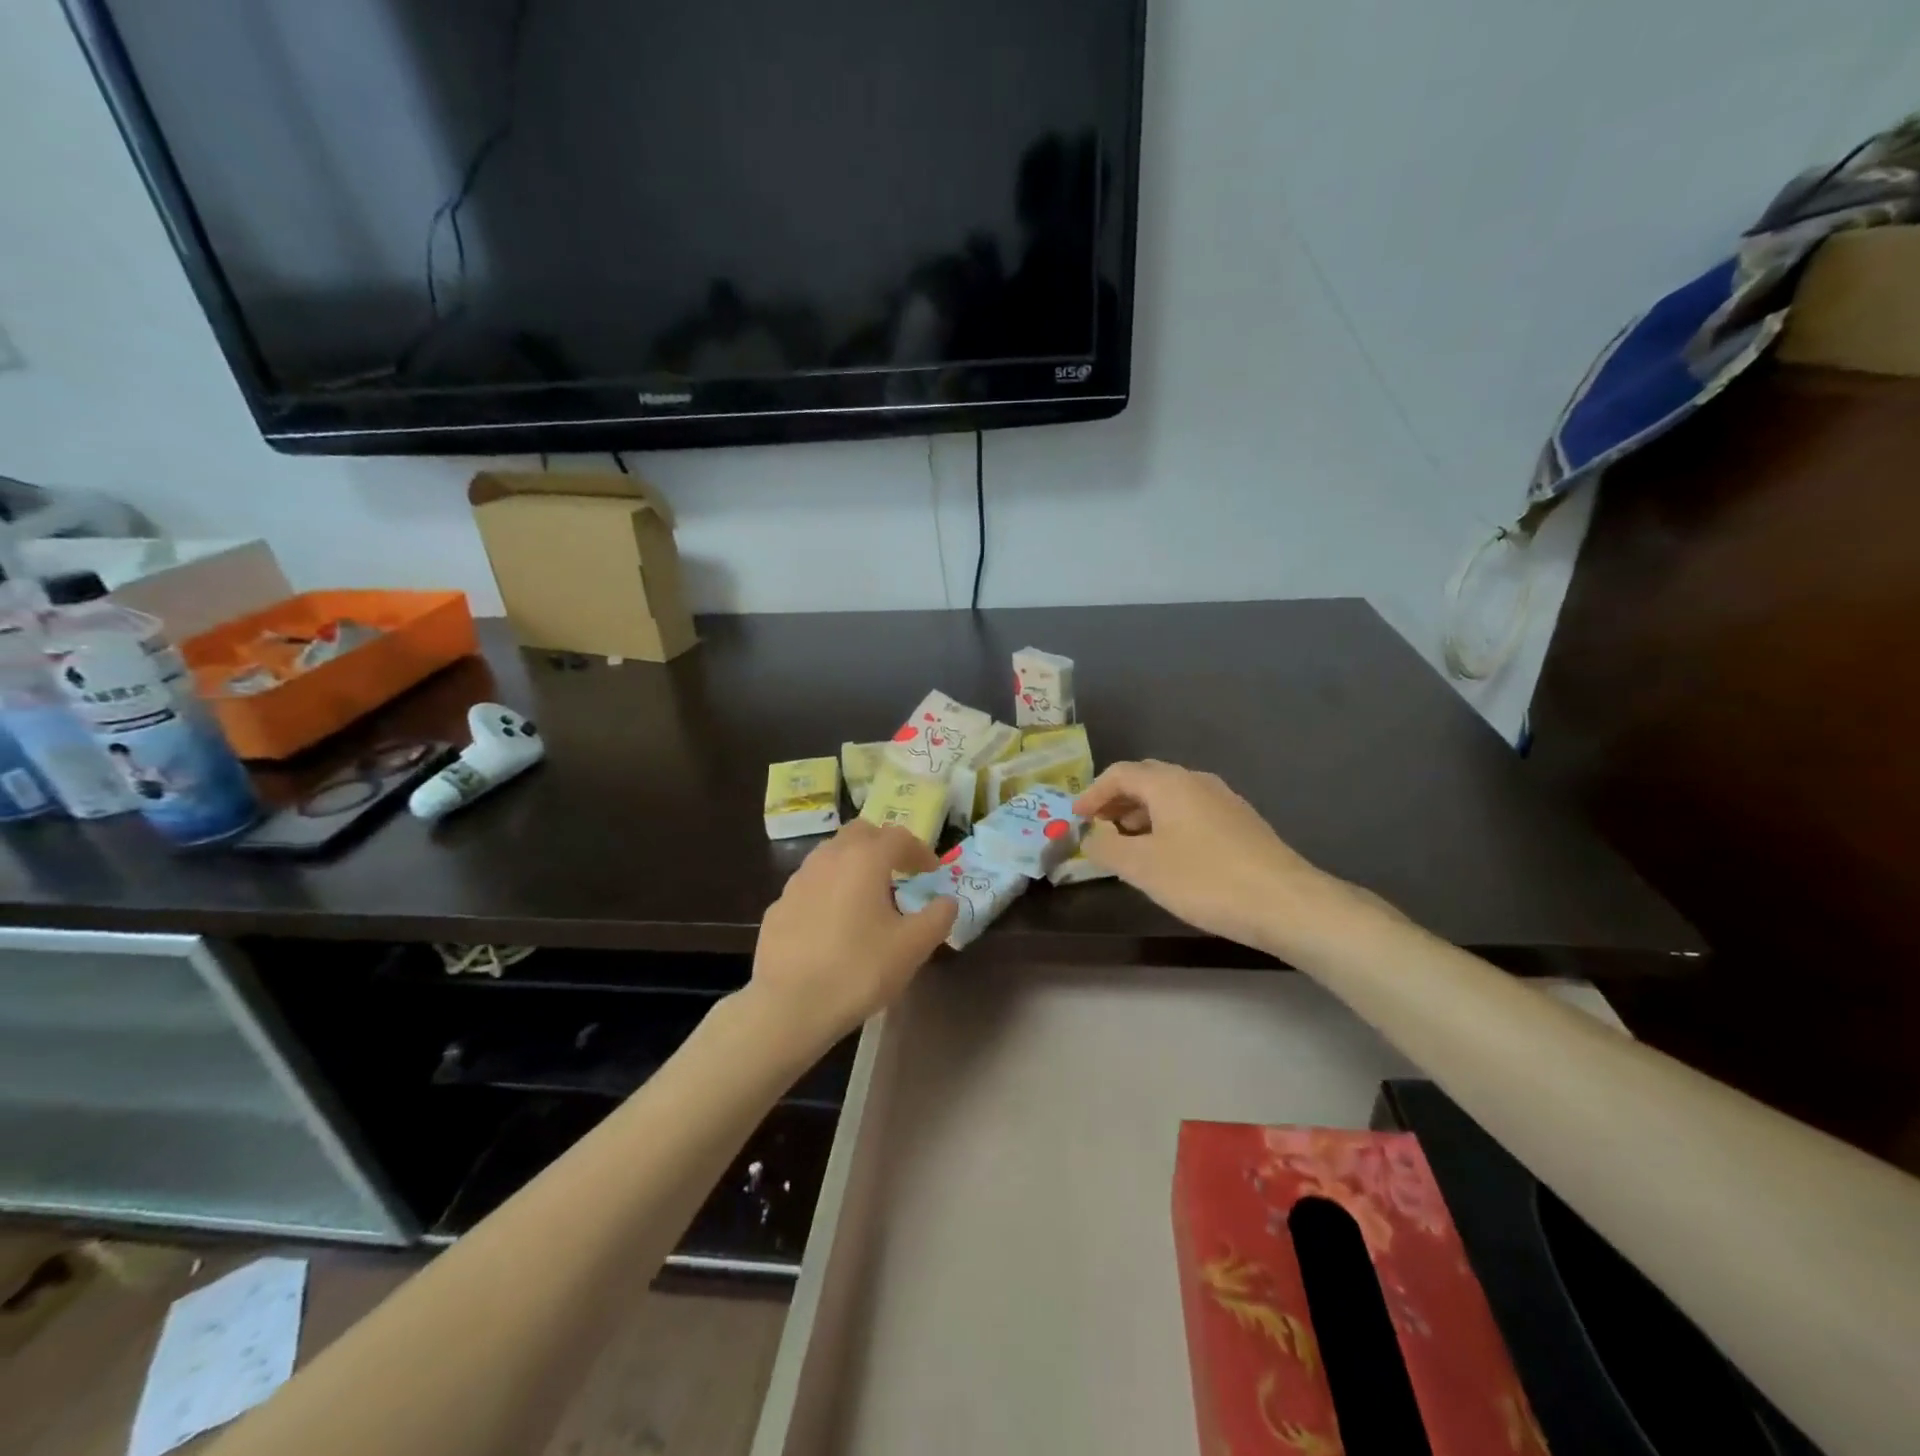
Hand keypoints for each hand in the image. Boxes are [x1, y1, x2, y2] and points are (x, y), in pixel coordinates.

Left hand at [748, 820, 957, 1045]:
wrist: (788, 1006)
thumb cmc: (859, 970)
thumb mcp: (912, 947)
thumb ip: (937, 917)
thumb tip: (947, 901)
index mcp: (865, 859)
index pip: (898, 837)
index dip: (920, 851)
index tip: (932, 872)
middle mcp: (829, 858)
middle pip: (860, 834)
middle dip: (883, 846)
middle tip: (899, 872)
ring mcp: (798, 880)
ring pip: (831, 856)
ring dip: (854, 865)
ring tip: (868, 896)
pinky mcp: (778, 906)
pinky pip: (811, 885)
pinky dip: (830, 890)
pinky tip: (834, 923)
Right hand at [1074, 761, 1332, 952]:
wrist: (1285, 903)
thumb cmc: (1205, 879)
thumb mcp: (1142, 867)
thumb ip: (1106, 847)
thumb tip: (1091, 836)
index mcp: (1169, 783)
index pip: (1120, 773)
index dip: (1092, 793)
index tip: (1076, 818)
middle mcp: (1196, 781)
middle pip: (1146, 780)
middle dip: (1117, 801)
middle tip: (1098, 827)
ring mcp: (1224, 800)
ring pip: (1171, 797)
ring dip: (1142, 814)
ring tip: (1128, 845)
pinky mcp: (1241, 824)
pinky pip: (1191, 813)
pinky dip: (1167, 825)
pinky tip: (1168, 856)